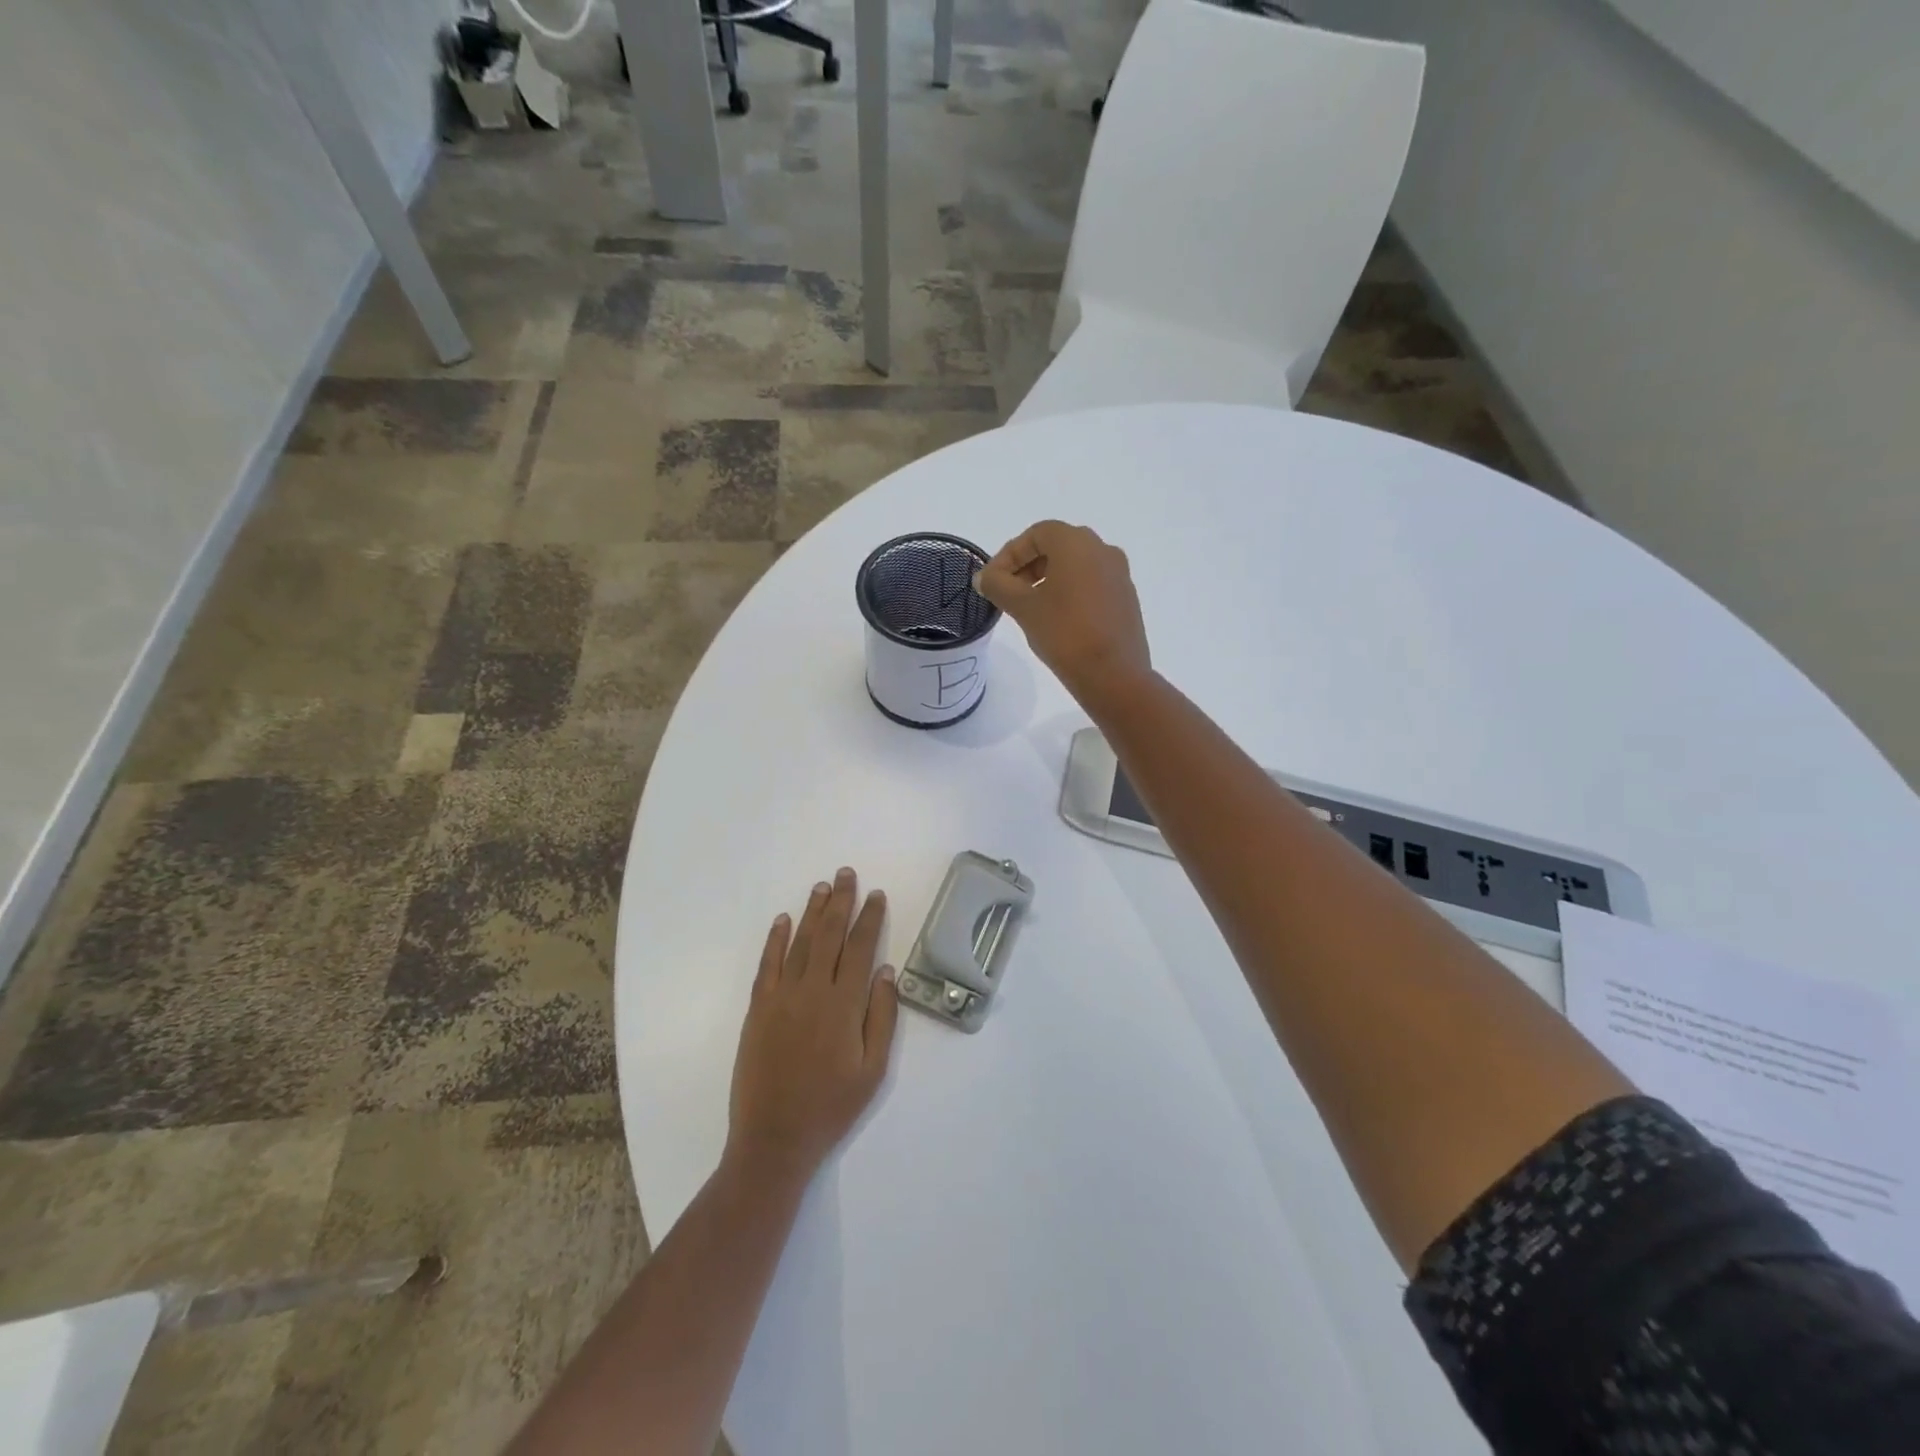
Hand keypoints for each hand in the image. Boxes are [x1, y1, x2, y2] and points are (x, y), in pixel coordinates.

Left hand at [726, 869, 899, 1187]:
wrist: (774, 1138)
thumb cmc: (832, 1106)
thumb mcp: (873, 1069)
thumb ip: (882, 1016)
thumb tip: (886, 970)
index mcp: (844, 1005)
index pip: (860, 948)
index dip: (869, 919)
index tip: (876, 895)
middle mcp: (812, 991)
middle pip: (830, 936)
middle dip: (841, 902)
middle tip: (846, 874)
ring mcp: (781, 997)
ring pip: (801, 943)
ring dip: (812, 912)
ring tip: (822, 886)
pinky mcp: (758, 1009)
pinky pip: (768, 965)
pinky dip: (776, 940)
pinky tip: (783, 920)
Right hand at [975, 520, 1151, 705]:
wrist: (1114, 675)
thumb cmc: (1064, 633)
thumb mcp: (1023, 607)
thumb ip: (998, 585)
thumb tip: (984, 577)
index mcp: (1077, 543)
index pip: (1036, 535)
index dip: (1009, 555)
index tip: (992, 581)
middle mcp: (1102, 549)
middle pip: (1056, 546)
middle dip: (1027, 566)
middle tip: (1007, 593)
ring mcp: (1118, 574)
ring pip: (1075, 566)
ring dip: (1047, 579)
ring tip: (1028, 608)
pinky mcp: (1126, 598)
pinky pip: (1091, 584)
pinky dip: (1068, 592)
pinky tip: (1055, 619)